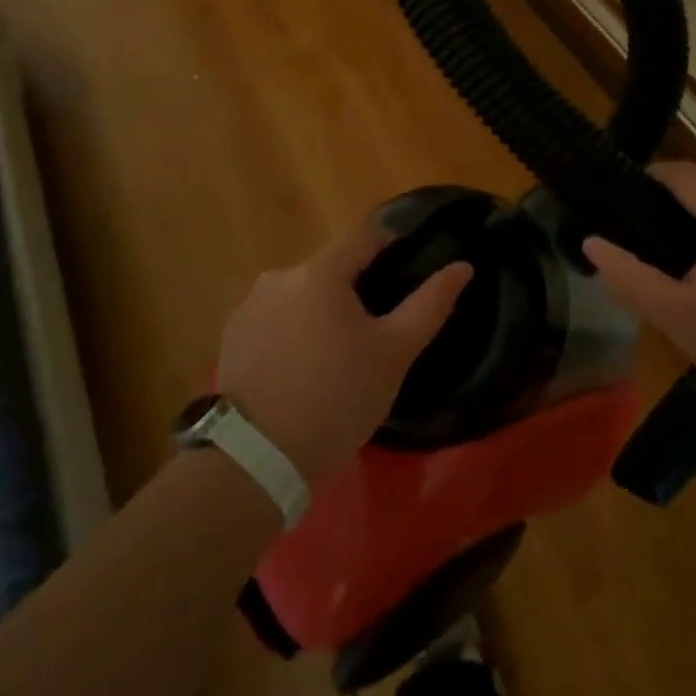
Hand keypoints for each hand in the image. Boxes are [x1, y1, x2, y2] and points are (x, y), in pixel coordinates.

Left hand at [216, 223, 471, 481]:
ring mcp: (250, 305)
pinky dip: (292, 329)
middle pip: (330, 267)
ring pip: (300, 293)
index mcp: (320, 272)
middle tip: (375, 326)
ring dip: (320, 309)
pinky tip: (301, 366)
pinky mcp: (232, 335)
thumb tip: (463, 267)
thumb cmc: (337, 398)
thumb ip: (430, 304)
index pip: (363, 236)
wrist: (257, 458)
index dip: (390, 242)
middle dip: (354, 286)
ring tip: (336, 351)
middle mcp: (280, 276)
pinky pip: (274, 318)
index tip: (407, 262)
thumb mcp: (394, 353)